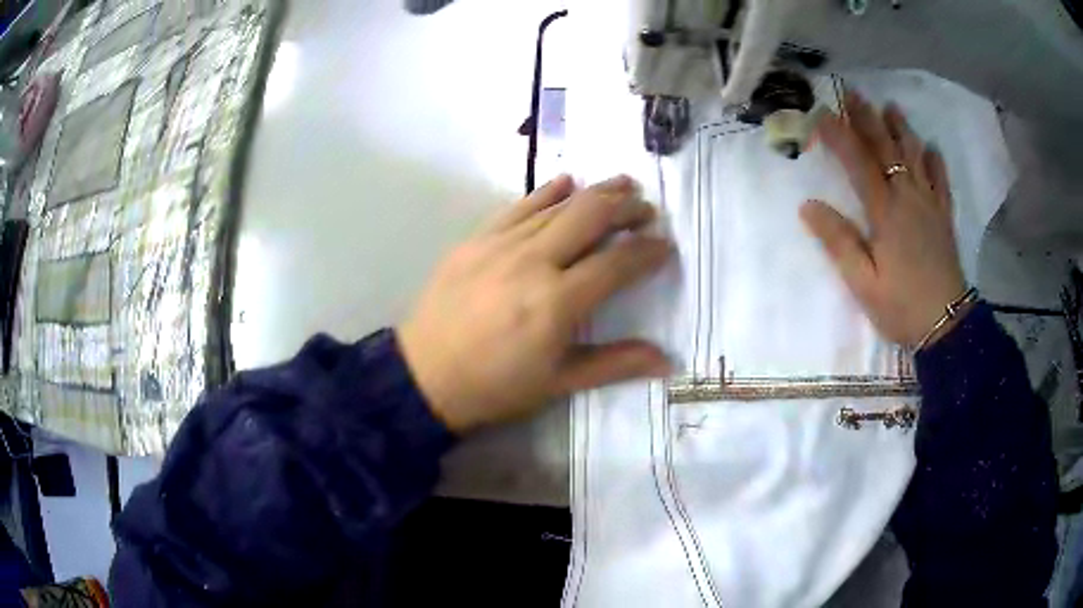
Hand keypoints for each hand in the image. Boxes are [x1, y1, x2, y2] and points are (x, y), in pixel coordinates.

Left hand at [397, 175, 673, 432]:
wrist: (425, 375)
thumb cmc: (495, 386)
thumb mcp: (558, 383)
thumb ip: (615, 364)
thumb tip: (667, 361)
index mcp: (557, 302)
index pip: (616, 264)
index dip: (648, 251)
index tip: (666, 245)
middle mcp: (533, 262)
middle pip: (590, 217)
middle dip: (626, 207)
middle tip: (647, 208)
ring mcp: (501, 244)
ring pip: (558, 205)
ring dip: (595, 192)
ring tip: (622, 184)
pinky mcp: (476, 239)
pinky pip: (518, 206)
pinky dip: (547, 191)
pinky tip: (566, 181)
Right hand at [801, 92, 968, 348]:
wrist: (947, 324)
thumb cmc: (901, 306)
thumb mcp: (863, 283)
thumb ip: (838, 242)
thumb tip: (808, 206)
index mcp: (885, 212)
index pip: (858, 162)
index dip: (839, 134)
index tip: (820, 112)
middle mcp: (908, 198)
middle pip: (886, 149)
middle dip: (868, 118)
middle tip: (854, 92)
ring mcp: (929, 205)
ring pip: (915, 157)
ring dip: (901, 129)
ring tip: (890, 107)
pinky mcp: (944, 218)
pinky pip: (941, 182)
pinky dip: (935, 162)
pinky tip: (931, 148)